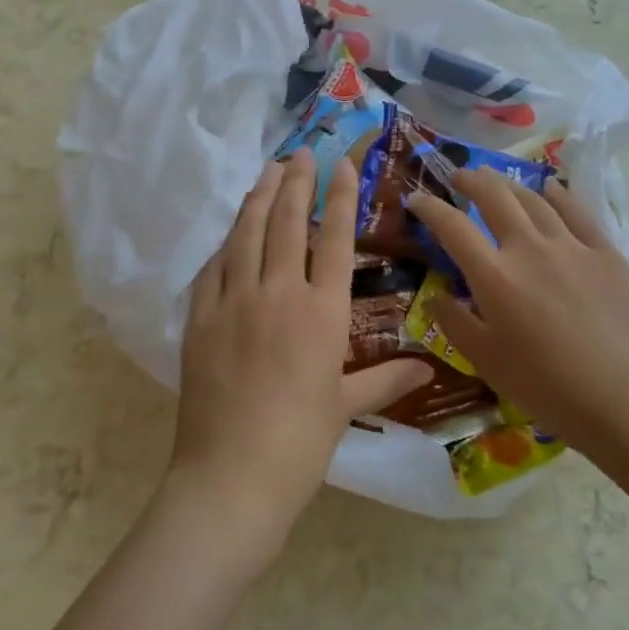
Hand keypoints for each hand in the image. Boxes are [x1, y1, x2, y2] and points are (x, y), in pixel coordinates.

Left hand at [170, 148, 429, 559]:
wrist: (231, 476)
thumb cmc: (299, 444)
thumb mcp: (345, 407)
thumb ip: (386, 380)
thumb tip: (428, 369)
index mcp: (321, 313)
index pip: (333, 238)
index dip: (340, 196)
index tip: (342, 164)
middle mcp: (278, 293)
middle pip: (288, 222)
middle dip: (296, 181)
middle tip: (300, 152)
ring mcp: (233, 300)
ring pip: (246, 234)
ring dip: (258, 198)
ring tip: (267, 172)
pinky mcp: (199, 317)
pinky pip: (213, 266)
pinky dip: (226, 242)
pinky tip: (232, 230)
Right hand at [405, 174, 628, 458]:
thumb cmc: (548, 388)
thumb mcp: (486, 362)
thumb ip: (455, 322)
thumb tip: (438, 295)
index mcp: (494, 275)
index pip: (452, 226)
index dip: (429, 207)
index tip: (416, 199)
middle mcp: (529, 248)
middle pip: (495, 196)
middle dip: (471, 180)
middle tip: (459, 177)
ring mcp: (572, 246)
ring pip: (534, 199)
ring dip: (509, 184)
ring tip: (497, 182)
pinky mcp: (607, 253)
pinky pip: (578, 211)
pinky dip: (558, 195)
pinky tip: (550, 189)